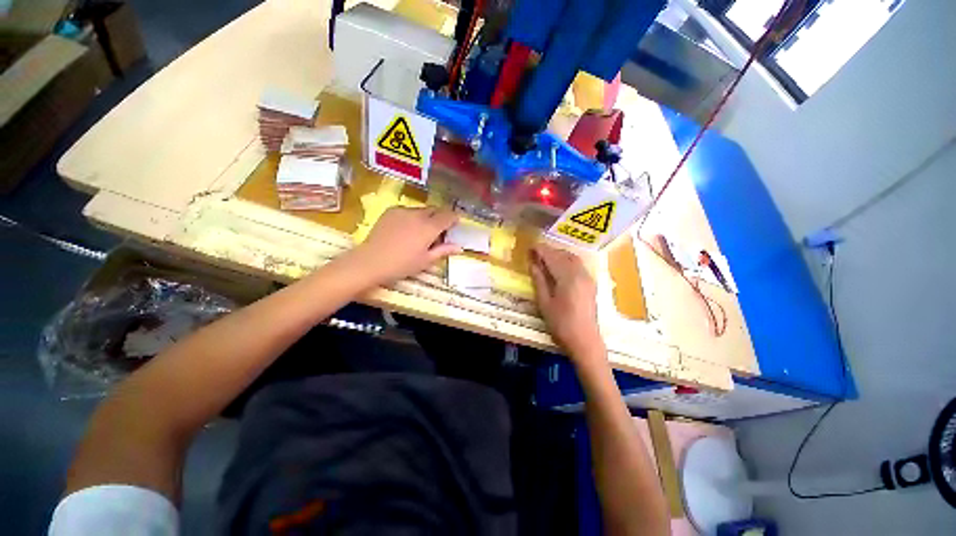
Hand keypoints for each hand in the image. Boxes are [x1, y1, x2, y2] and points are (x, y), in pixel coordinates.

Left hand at [348, 207, 460, 285]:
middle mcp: (418, 215)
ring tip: (422, 231)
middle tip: (440, 230)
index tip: (456, 223)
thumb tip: (459, 247)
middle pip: (435, 210)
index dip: (454, 218)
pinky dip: (413, 217)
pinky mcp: (391, 211)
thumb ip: (443, 251)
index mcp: (429, 227)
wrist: (371, 261)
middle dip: (441, 217)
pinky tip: (407, 229)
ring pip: (421, 210)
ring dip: (427, 217)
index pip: (447, 216)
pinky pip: (408, 210)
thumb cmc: (402, 264)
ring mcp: (403, 211)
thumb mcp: (426, 261)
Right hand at [530, 243, 605, 366]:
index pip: (552, 256)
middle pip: (563, 254)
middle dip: (549, 251)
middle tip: (535, 254)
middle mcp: (580, 273)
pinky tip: (559, 269)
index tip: (530, 247)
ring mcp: (588, 278)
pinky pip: (578, 265)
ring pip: (572, 258)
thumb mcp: (544, 303)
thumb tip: (533, 264)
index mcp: (567, 277)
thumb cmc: (561, 324)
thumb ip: (539, 280)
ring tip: (545, 260)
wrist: (585, 341)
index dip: (540, 250)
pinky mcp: (591, 284)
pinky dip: (567, 261)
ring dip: (559, 255)